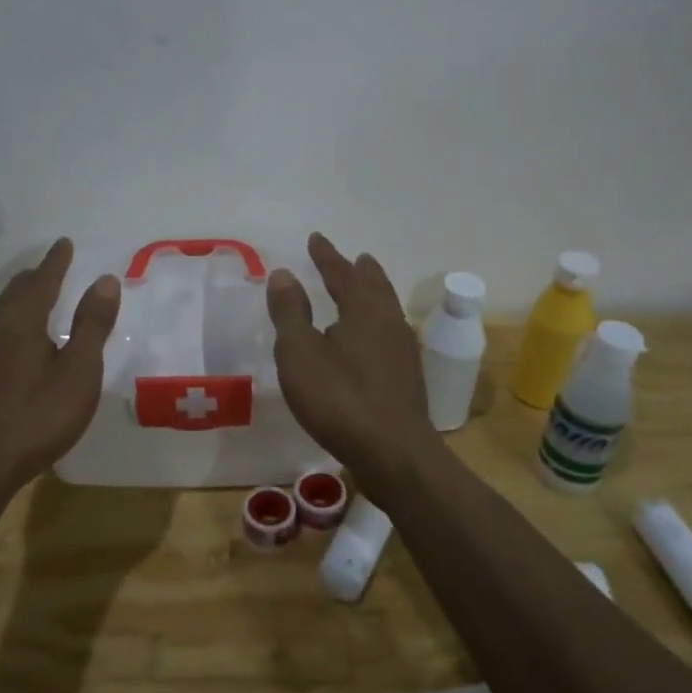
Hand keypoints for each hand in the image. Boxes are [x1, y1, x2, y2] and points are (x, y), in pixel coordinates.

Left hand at [0, 238, 120, 491]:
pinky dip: (10, 324)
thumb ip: (92, 325)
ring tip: (34, 300)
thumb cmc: (36, 417)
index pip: (42, 281)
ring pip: (0, 315)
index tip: (63, 243)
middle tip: (50, 268)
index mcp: (21, 321)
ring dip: (20, 300)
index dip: (56, 262)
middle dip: (35, 278)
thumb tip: (104, 280)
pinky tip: (12, 344)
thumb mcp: (78, 372)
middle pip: (15, 293)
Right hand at [266, 233, 437, 488]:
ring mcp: (403, 350)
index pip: (342, 273)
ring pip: (387, 310)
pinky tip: (371, 341)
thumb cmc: (340, 399)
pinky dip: (377, 323)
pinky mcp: (407, 377)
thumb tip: (284, 274)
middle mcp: (389, 322)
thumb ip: (291, 313)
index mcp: (363, 310)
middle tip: (354, 258)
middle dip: (360, 271)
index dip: (327, 256)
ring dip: (373, 294)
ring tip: (364, 290)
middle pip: (375, 287)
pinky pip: (389, 333)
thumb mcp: (300, 354)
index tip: (315, 238)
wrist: (394, 454)